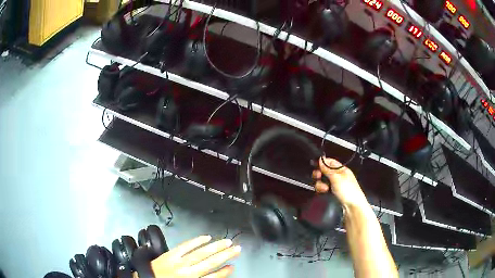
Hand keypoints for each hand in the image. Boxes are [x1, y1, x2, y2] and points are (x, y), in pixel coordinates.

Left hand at [149, 236, 240, 277]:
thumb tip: (216, 274)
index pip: (212, 276)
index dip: (224, 272)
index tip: (233, 266)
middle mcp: (187, 271)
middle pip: (210, 262)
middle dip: (225, 255)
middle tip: (237, 249)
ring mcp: (179, 261)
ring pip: (201, 253)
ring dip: (215, 247)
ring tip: (227, 242)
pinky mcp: (171, 253)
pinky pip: (186, 246)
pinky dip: (196, 241)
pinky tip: (206, 237)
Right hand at [312, 157, 367, 208]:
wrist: (352, 207)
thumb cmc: (349, 192)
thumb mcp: (337, 178)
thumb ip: (327, 169)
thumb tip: (321, 160)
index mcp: (342, 169)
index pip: (330, 162)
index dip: (322, 162)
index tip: (316, 165)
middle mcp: (339, 176)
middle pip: (325, 171)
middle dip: (320, 174)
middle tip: (318, 177)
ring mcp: (336, 185)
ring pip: (323, 181)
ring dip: (320, 184)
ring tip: (324, 188)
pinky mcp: (333, 193)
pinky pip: (324, 189)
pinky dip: (322, 190)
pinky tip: (324, 192)